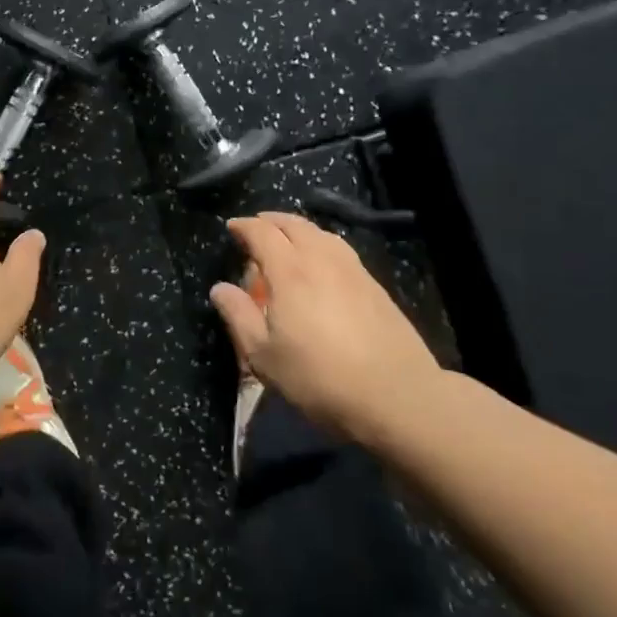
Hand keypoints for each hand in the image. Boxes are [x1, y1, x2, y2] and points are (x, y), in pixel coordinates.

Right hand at [209, 211, 440, 440]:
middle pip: (294, 224)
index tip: (232, 227)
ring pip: (321, 233)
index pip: (262, 232)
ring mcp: (352, 269)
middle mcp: (321, 259)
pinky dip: (321, 244)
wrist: (396, 395)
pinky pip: (340, 249)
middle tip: (256, 228)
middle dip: (271, 221)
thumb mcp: (264, 356)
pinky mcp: (374, 285)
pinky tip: (321, 263)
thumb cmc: (319, 377)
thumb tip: (220, 288)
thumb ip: (239, 316)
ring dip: (298, 229)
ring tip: (288, 241)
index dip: (244, 226)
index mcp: (290, 271)